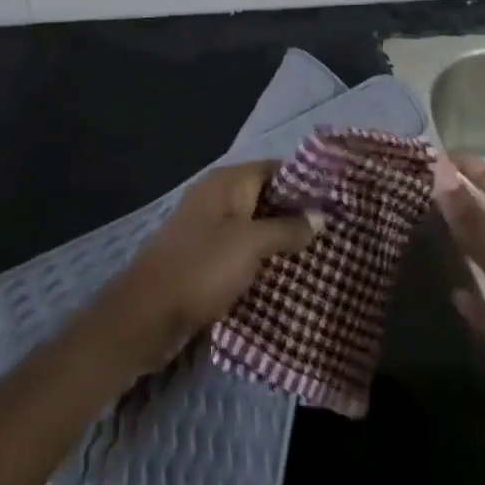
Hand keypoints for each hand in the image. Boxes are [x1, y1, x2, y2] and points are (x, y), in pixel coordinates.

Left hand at [95, 161, 317, 372]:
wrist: (146, 315)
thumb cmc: (201, 269)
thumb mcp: (251, 245)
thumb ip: (287, 228)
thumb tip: (320, 216)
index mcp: (227, 183)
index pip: (275, 169)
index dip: (305, 183)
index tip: (338, 201)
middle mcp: (218, 198)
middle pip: (267, 198)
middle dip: (298, 214)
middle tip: (335, 233)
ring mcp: (209, 228)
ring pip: (255, 226)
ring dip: (282, 240)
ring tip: (320, 256)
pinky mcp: (205, 258)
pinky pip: (242, 250)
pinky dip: (263, 259)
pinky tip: (288, 276)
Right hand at [437, 155, 484, 456]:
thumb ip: (476, 222)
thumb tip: (441, 175)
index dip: (482, 173)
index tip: (446, 158)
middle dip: (468, 203)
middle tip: (425, 187)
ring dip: (463, 242)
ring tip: (425, 226)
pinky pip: (482, 304)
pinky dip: (466, 294)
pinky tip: (448, 288)